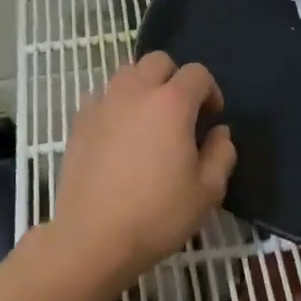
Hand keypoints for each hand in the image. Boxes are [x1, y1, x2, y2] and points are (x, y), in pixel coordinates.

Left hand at [50, 52, 236, 285]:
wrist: (94, 238)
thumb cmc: (157, 215)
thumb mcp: (208, 191)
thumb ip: (222, 154)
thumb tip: (219, 133)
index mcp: (171, 103)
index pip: (197, 73)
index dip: (210, 91)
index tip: (211, 119)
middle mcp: (134, 92)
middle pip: (158, 62)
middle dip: (175, 79)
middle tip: (181, 114)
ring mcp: (102, 104)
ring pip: (126, 74)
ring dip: (144, 87)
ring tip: (149, 121)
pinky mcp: (78, 122)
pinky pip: (102, 96)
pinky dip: (116, 104)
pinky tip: (120, 136)